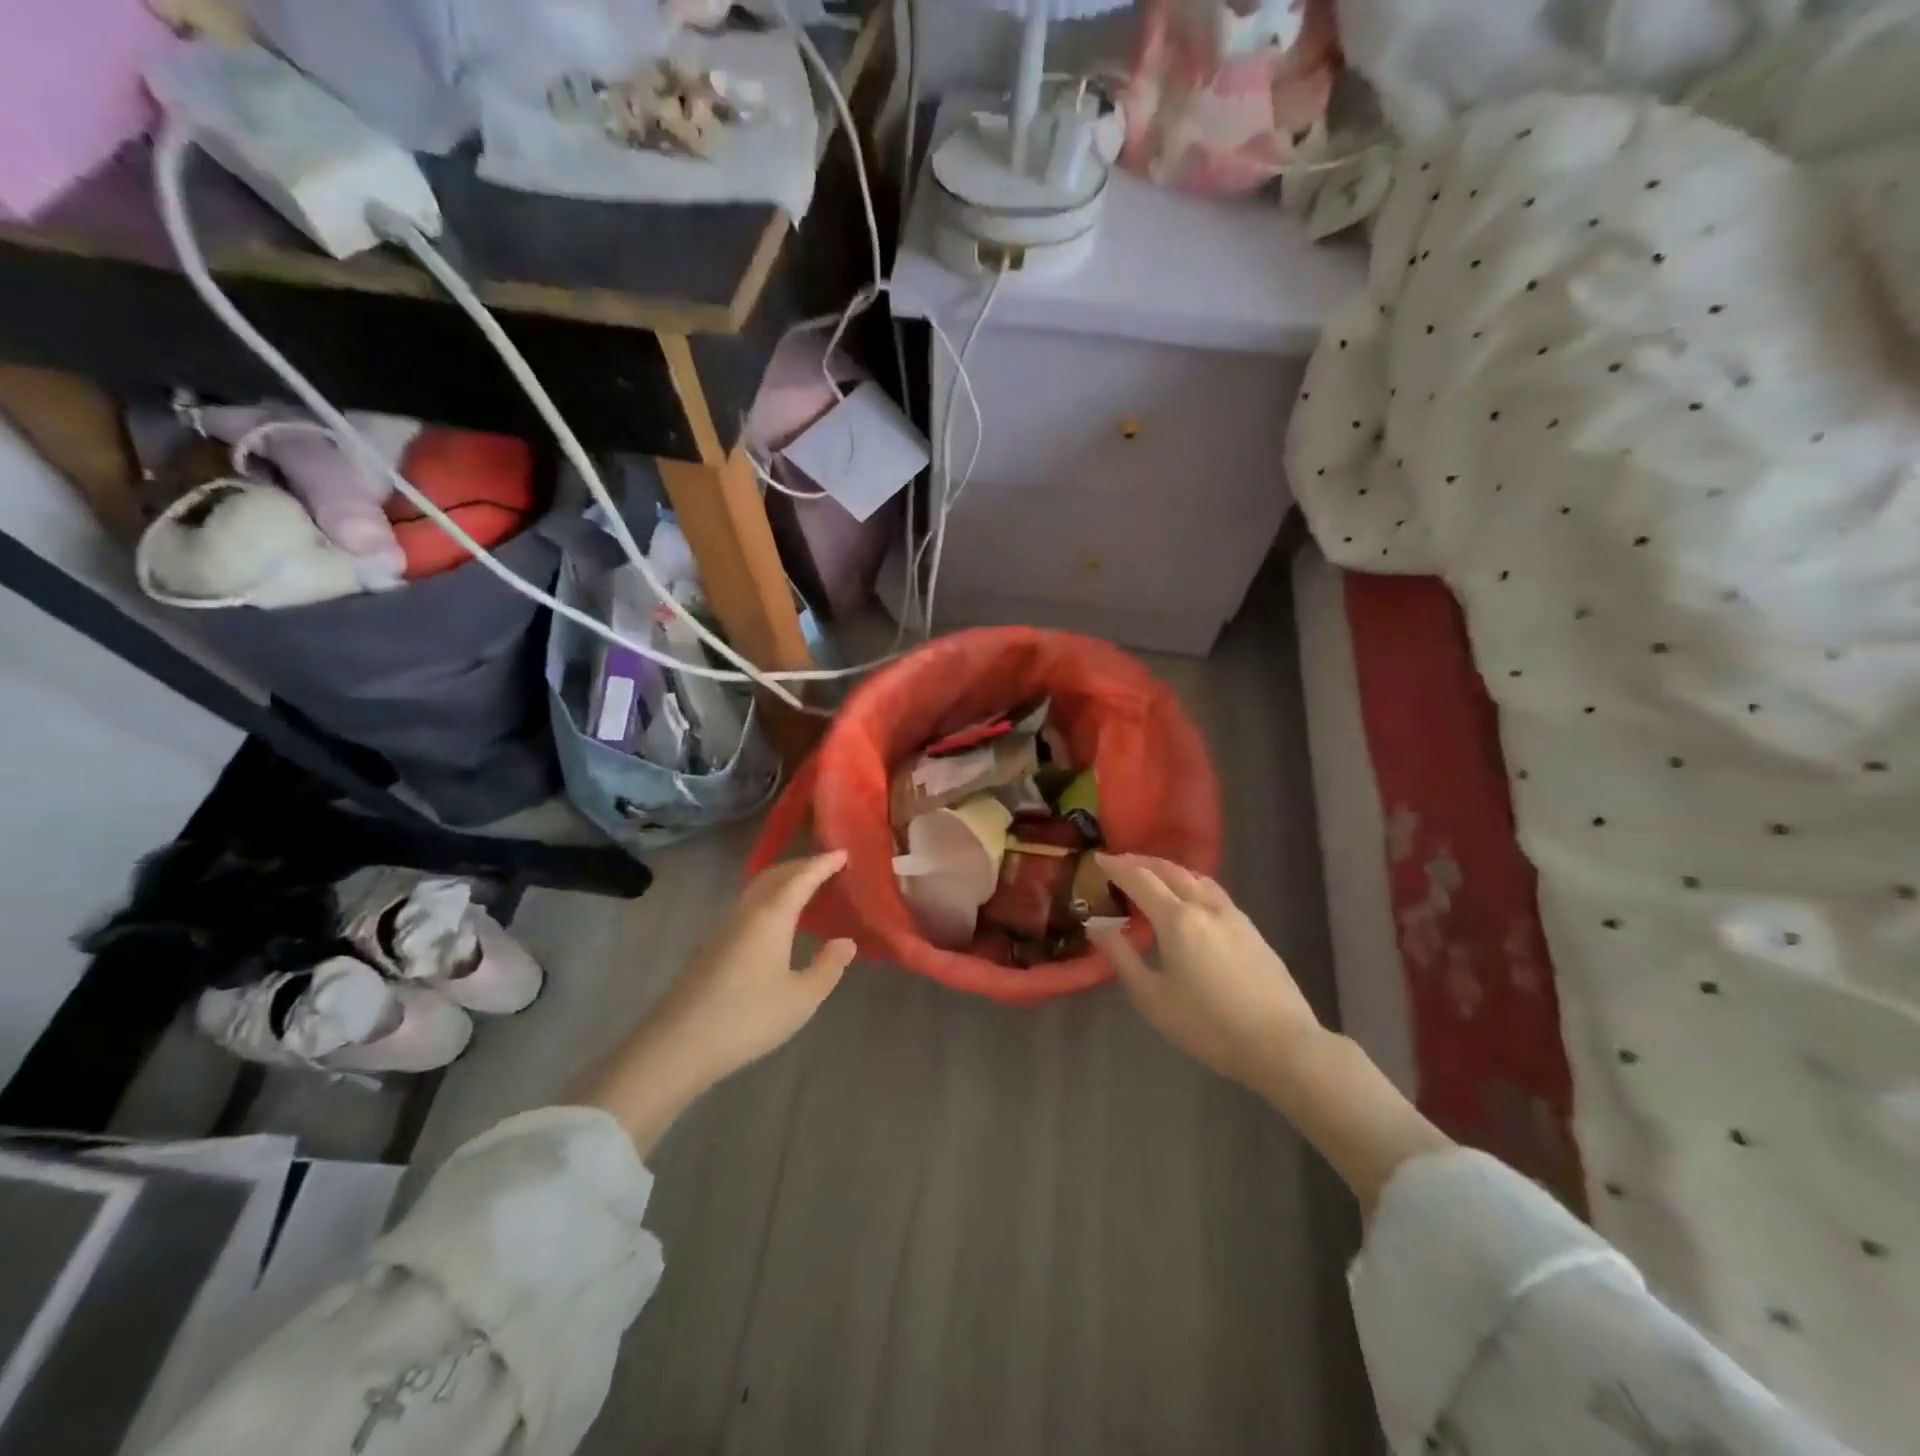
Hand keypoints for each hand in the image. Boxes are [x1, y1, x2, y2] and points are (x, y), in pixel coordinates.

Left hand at [648, 850, 858, 1081]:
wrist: (678, 1044)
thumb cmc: (747, 1018)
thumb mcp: (801, 998)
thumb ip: (827, 967)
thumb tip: (846, 942)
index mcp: (772, 916)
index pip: (802, 877)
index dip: (823, 863)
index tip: (843, 852)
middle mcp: (747, 911)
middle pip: (776, 874)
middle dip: (803, 865)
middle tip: (828, 866)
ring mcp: (725, 926)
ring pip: (758, 888)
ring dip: (783, 880)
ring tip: (806, 887)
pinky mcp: (712, 944)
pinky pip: (748, 904)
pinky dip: (769, 897)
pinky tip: (776, 918)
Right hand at [1090, 853, 1320, 1095]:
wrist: (1281, 1044)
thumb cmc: (1208, 1025)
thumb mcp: (1152, 997)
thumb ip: (1121, 956)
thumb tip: (1097, 925)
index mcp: (1177, 919)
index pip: (1140, 879)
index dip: (1117, 867)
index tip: (1098, 858)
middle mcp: (1205, 906)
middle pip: (1170, 871)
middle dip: (1142, 862)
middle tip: (1120, 862)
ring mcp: (1233, 915)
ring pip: (1196, 878)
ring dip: (1168, 870)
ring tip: (1152, 876)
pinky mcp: (1251, 929)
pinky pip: (1213, 892)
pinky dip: (1191, 884)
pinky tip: (1189, 900)